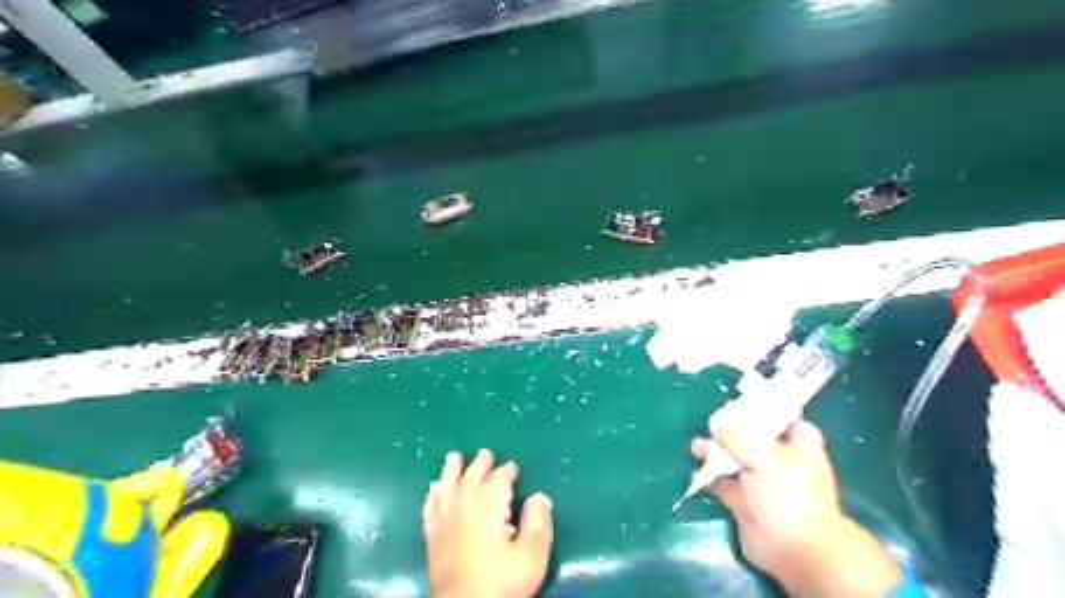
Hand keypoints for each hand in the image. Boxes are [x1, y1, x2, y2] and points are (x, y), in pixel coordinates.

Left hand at [426, 449, 557, 597]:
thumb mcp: (531, 555)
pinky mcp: (432, 538)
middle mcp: (464, 507)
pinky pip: (430, 508)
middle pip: (471, 478)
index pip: (498, 481)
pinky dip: (431, 495)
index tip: (512, 466)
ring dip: (451, 471)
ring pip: (447, 487)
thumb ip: (537, 523)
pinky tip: (432, 488)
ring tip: (453, 457)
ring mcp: (445, 522)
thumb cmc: (501, 582)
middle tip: (485, 453)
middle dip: (479, 465)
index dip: (506, 471)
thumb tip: (539, 496)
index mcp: (488, 507)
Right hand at [691, 411, 895, 597]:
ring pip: (735, 459)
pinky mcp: (745, 501)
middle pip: (752, 436)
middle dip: (730, 430)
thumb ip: (737, 435)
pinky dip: (710, 476)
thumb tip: (715, 422)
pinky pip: (723, 482)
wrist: (794, 549)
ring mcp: (761, 481)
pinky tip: (697, 471)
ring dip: (716, 452)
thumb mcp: (764, 455)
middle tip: (709, 423)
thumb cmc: (789, 494)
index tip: (736, 401)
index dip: (762, 409)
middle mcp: (780, 460)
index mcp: (798, 444)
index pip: (782, 417)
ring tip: (696, 447)